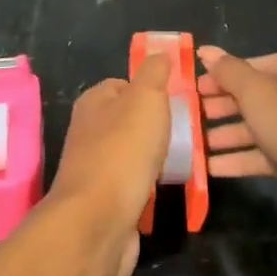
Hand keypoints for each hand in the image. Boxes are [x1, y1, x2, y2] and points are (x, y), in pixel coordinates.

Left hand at [48, 55, 170, 275]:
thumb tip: (159, 52)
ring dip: (155, 159)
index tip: (178, 101)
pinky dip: (149, 188)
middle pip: (129, 121)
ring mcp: (95, 169)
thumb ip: (154, 73)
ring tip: (183, 161)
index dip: (151, 90)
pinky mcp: (105, 203)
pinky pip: (133, 186)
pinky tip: (166, 190)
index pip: (124, 85)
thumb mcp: (146, 98)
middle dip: (156, 127)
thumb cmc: (123, 151)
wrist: (97, 223)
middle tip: (186, 132)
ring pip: (132, 155)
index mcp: (93, 102)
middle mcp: (89, 132)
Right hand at [198, 47, 276, 236]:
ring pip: (258, 127)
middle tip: (183, 120)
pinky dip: (241, 159)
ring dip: (225, 136)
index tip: (186, 92)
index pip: (247, 66)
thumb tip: (205, 50)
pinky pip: (267, 155)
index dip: (216, 79)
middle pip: (252, 97)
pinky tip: (210, 168)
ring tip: (190, 146)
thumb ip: (229, 72)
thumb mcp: (259, 94)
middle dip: (219, 109)